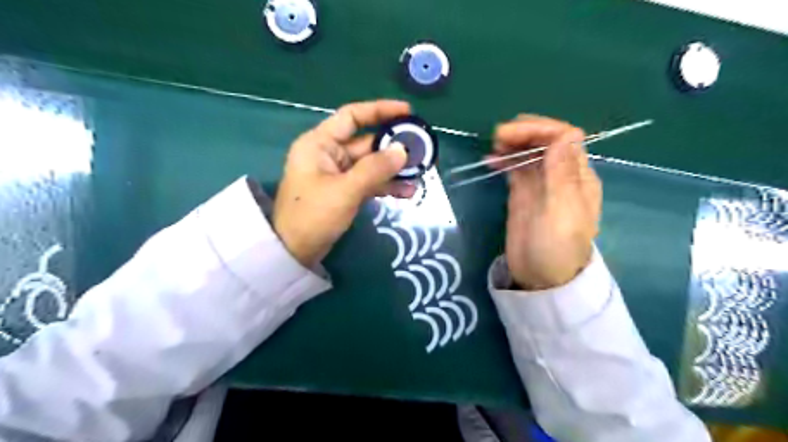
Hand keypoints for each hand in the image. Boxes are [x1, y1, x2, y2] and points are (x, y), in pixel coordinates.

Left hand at [273, 99, 414, 264]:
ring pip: (371, 164)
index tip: (407, 113)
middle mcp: (329, 154)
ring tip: (420, 174)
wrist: (294, 252)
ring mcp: (338, 174)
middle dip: (394, 147)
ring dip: (394, 169)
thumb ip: (375, 169)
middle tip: (422, 150)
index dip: (380, 111)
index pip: (352, 116)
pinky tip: (407, 191)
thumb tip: (403, 151)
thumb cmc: (313, 215)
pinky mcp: (344, 191)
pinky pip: (369, 182)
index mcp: (320, 143)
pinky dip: (386, 185)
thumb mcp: (345, 190)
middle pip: (367, 142)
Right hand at [491, 113, 603, 288]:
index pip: (564, 137)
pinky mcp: (524, 195)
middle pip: (546, 141)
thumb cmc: (556, 247)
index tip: (511, 133)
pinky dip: (505, 161)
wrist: (541, 278)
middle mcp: (561, 176)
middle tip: (497, 137)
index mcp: (577, 177)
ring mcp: (541, 185)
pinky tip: (491, 160)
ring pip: (530, 153)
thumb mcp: (561, 210)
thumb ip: (561, 172)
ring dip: (514, 144)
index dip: (539, 129)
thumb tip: (564, 134)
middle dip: (524, 133)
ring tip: (494, 146)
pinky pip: (516, 170)